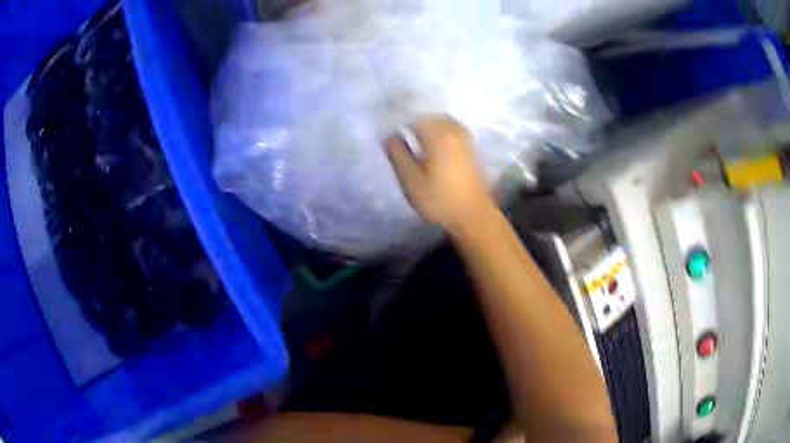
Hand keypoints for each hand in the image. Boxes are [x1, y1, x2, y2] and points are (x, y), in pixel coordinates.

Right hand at [386, 116, 495, 232]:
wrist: (474, 216)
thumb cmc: (440, 200)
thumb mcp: (412, 181)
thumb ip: (398, 155)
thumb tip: (390, 136)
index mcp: (438, 135)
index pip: (414, 118)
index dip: (399, 122)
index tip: (389, 131)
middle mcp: (453, 131)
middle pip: (430, 117)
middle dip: (415, 121)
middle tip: (400, 133)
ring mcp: (465, 139)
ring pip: (443, 122)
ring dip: (429, 126)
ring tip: (415, 138)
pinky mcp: (471, 149)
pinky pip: (453, 130)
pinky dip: (441, 132)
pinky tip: (433, 145)